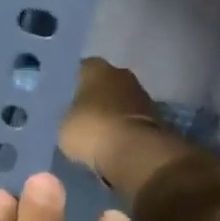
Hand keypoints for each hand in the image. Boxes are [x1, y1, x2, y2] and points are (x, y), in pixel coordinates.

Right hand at [58, 58, 162, 180]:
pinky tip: (112, 141)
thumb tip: (72, 116)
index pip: (80, 69)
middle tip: (79, 114)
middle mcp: (121, 74)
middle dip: (94, 96)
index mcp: (96, 68)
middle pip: (103, 83)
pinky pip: (132, 118)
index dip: (72, 84)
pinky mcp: (156, 117)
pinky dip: (124, 127)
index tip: (64, 98)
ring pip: (120, 100)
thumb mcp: (63, 125)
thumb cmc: (92, 129)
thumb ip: (67, 114)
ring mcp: (142, 94)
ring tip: (96, 131)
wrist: (135, 152)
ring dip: (111, 112)